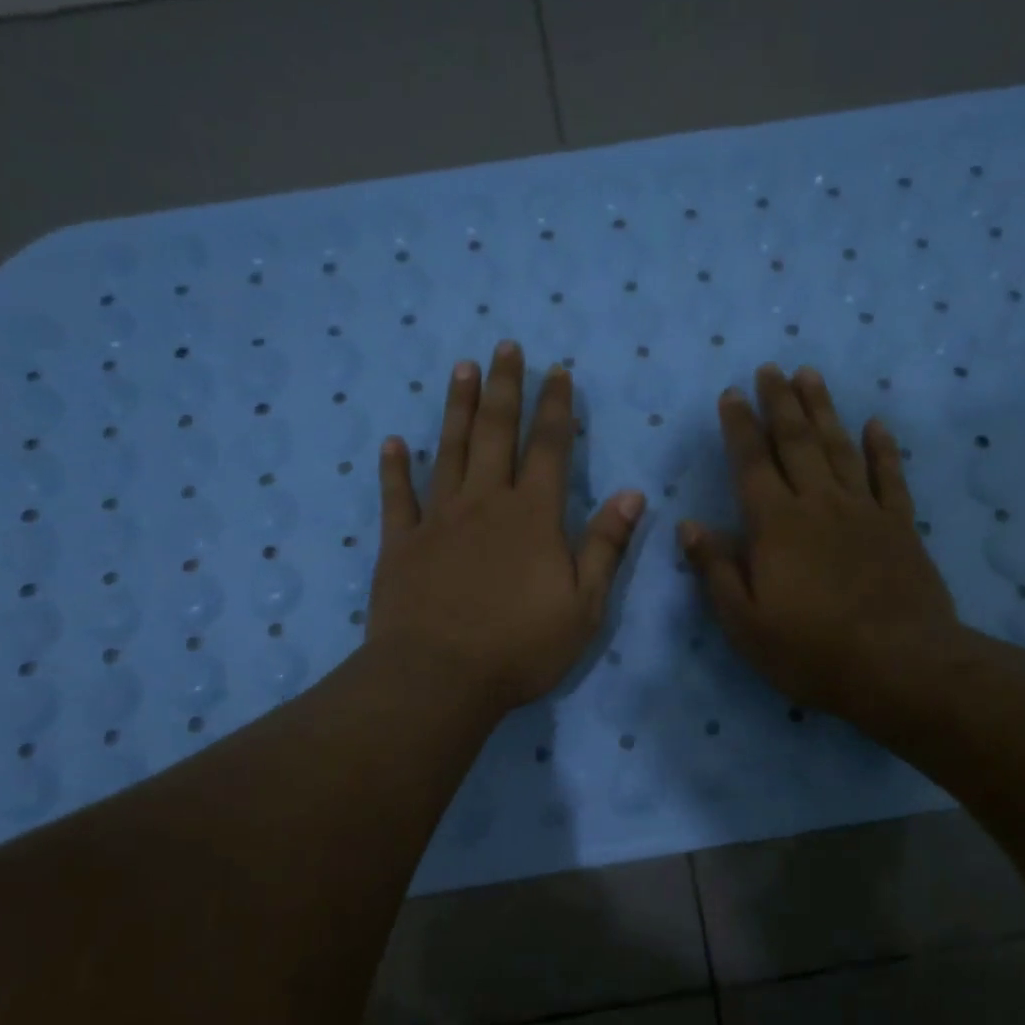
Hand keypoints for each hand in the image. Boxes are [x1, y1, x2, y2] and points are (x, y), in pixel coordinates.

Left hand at [369, 340, 644, 715]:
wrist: (438, 677)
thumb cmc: (519, 648)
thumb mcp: (584, 607)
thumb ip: (606, 547)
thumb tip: (632, 494)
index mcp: (533, 516)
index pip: (551, 448)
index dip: (556, 407)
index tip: (557, 371)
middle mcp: (485, 503)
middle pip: (497, 433)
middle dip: (505, 388)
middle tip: (506, 347)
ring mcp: (438, 519)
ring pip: (449, 450)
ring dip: (457, 408)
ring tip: (461, 369)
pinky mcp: (400, 543)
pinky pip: (396, 497)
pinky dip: (394, 469)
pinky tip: (392, 443)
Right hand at [679, 364, 969, 731]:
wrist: (899, 667)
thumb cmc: (810, 651)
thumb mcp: (744, 622)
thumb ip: (716, 570)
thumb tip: (689, 525)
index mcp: (775, 525)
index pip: (752, 463)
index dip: (739, 426)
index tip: (731, 393)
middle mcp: (818, 505)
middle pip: (797, 442)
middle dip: (779, 403)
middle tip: (770, 368)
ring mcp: (864, 512)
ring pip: (840, 448)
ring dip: (823, 410)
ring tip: (810, 376)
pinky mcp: (901, 527)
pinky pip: (890, 477)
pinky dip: (882, 448)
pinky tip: (875, 424)